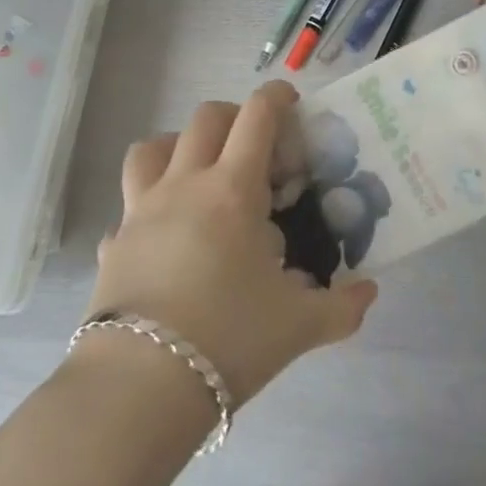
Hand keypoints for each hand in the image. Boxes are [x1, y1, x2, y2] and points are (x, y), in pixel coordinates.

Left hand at [83, 81, 377, 405]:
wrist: (139, 387)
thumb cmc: (228, 339)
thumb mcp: (298, 325)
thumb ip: (341, 305)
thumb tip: (370, 291)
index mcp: (232, 189)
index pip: (257, 115)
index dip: (277, 97)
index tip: (292, 104)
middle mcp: (185, 184)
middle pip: (206, 118)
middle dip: (234, 117)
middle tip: (255, 148)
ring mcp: (142, 210)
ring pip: (153, 147)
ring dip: (179, 146)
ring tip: (200, 173)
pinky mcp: (114, 241)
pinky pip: (128, 204)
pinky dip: (147, 206)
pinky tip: (163, 236)